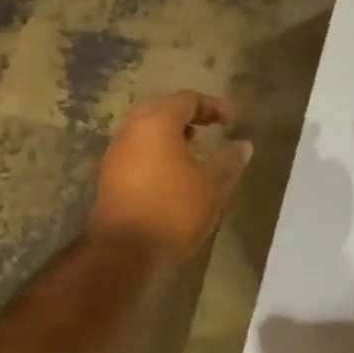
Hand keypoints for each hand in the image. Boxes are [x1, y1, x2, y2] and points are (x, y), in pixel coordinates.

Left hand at [86, 91, 252, 267]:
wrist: (122, 253)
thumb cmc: (173, 210)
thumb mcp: (212, 185)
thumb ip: (229, 160)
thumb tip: (244, 144)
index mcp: (157, 122)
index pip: (187, 99)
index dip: (213, 106)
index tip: (231, 122)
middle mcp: (131, 129)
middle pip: (161, 109)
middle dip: (188, 115)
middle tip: (209, 129)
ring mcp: (116, 152)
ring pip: (145, 129)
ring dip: (170, 134)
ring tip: (194, 152)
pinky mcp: (108, 176)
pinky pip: (136, 150)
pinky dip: (156, 151)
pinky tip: (172, 174)